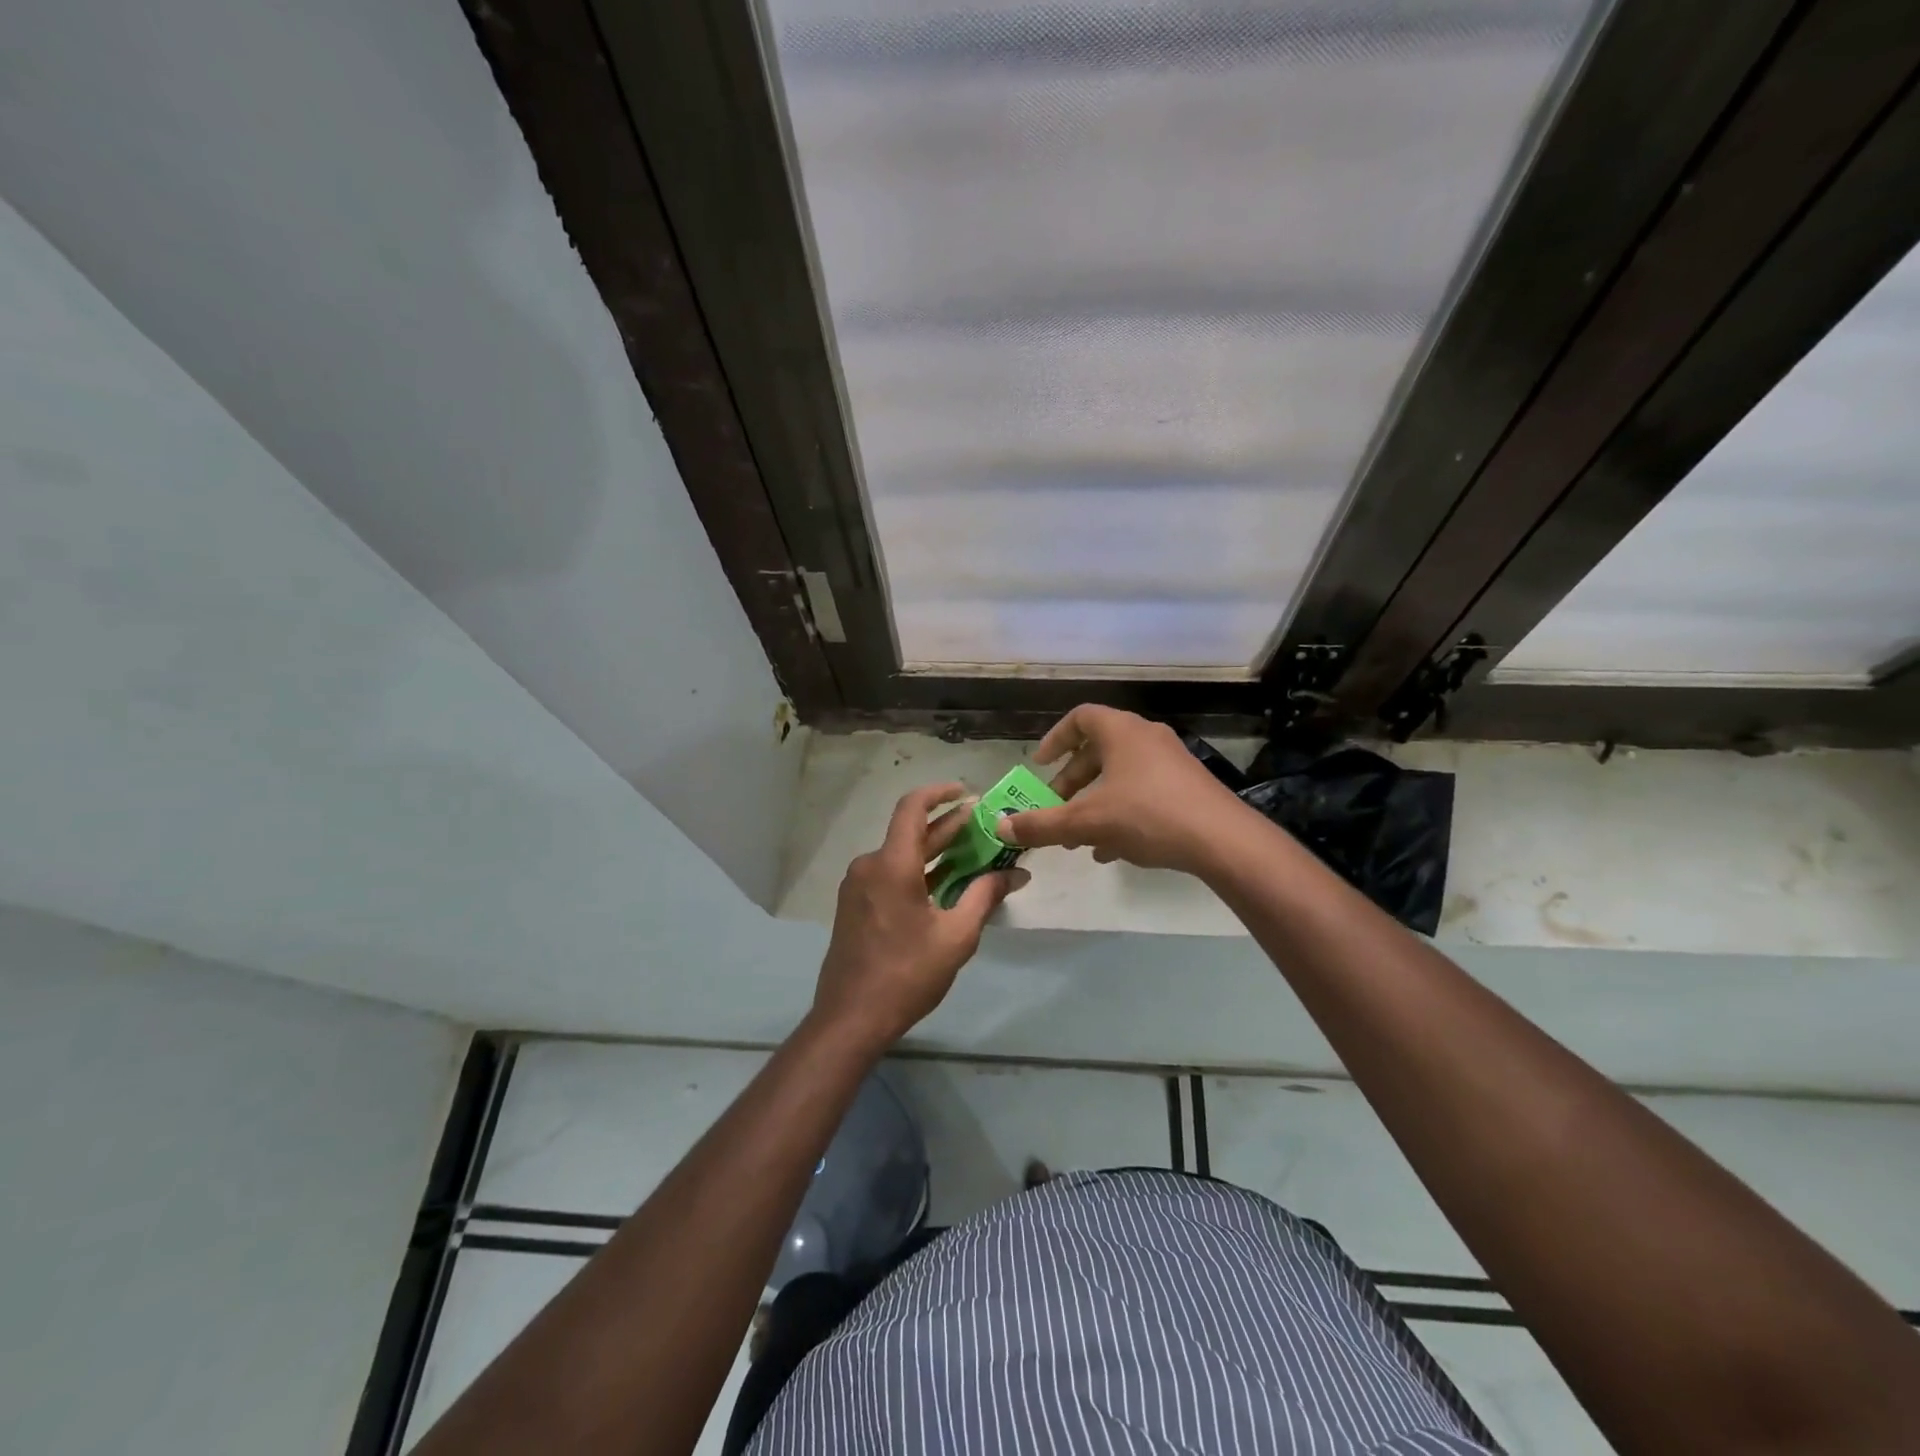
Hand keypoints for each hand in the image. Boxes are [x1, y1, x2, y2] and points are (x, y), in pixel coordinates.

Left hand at [810, 781, 1026, 1054]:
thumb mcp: (956, 936)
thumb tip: (1016, 874)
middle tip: (984, 824)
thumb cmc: (906, 975)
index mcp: (891, 865)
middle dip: (948, 826)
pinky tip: (945, 884)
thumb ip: (985, 896)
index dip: (939, 793)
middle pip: (910, 832)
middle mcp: (869, 865)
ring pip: (901, 855)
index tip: (966, 792)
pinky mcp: (854, 905)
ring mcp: (858, 886)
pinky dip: (917, 871)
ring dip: (935, 852)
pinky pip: (889, 875)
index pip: (912, 808)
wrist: (850, 1018)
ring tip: (972, 853)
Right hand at [997, 705, 1248, 875]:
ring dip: (1095, 801)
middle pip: (1099, 750)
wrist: (1223, 840)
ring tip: (1078, 836)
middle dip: (1072, 781)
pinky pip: (1144, 792)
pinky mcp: (1188, 787)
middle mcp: (1147, 737)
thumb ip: (1042, 825)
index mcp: (1121, 732)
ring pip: (1121, 775)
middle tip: (1055, 807)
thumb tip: (1001, 827)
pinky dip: (1121, 812)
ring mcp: (1172, 762)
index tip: (1040, 766)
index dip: (1055, 739)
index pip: (1080, 718)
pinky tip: (1111, 849)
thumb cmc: (1148, 816)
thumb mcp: (1087, 822)